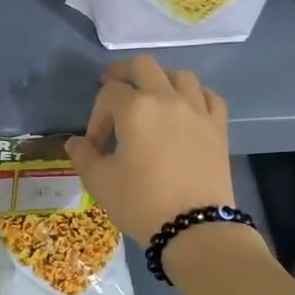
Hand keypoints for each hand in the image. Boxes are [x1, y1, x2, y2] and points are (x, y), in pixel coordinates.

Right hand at [66, 57, 235, 243]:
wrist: (195, 228)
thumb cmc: (141, 202)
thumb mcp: (100, 182)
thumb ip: (83, 156)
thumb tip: (75, 143)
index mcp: (135, 109)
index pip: (108, 93)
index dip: (96, 115)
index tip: (95, 145)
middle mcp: (167, 99)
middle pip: (143, 66)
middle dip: (123, 74)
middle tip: (113, 91)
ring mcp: (197, 111)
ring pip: (180, 75)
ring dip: (160, 80)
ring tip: (151, 99)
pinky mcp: (218, 127)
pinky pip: (208, 96)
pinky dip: (194, 95)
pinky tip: (185, 109)